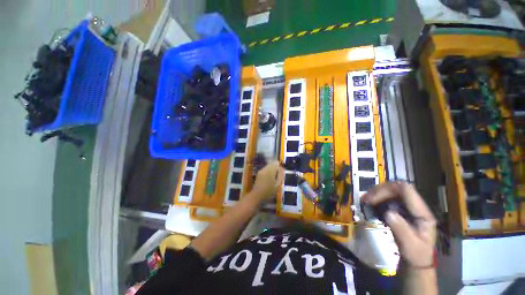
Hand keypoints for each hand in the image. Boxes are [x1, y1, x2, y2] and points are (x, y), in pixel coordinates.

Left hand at [250, 161, 283, 203]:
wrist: (257, 195)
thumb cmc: (269, 191)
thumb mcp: (277, 184)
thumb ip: (281, 176)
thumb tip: (282, 169)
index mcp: (271, 170)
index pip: (277, 164)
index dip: (280, 168)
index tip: (282, 174)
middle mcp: (265, 168)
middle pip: (272, 164)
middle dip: (276, 168)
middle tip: (278, 175)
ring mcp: (261, 171)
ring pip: (268, 166)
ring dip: (272, 170)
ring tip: (274, 178)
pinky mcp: (258, 174)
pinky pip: (265, 170)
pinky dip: (268, 172)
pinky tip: (269, 179)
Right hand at [363, 182, 435, 268]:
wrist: (416, 260)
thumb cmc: (415, 254)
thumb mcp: (409, 246)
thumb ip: (401, 230)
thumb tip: (388, 213)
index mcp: (422, 212)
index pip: (406, 190)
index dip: (387, 190)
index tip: (372, 199)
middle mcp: (415, 205)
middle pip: (396, 187)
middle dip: (379, 191)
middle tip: (365, 200)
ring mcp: (408, 206)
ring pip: (391, 190)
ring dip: (376, 193)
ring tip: (365, 201)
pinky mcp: (401, 208)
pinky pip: (388, 197)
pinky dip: (377, 198)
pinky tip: (370, 204)